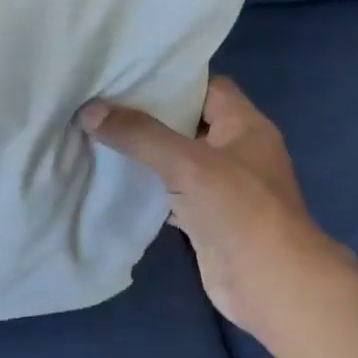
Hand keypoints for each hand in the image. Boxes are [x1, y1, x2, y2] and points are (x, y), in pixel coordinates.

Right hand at [80, 77, 356, 338]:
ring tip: (97, 136)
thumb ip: (139, 135)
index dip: (172, 79)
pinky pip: (170, 194)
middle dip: (148, 115)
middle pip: (188, 123)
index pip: (209, 87)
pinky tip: (112, 182)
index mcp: (245, 127)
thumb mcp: (187, 163)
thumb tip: (89, 110)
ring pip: (177, 161)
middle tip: (100, 105)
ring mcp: (222, 188)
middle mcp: (236, 152)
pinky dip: (145, 188)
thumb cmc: (239, 210)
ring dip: (144, 153)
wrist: (269, 283)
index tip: (127, 75)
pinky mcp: (205, 219)